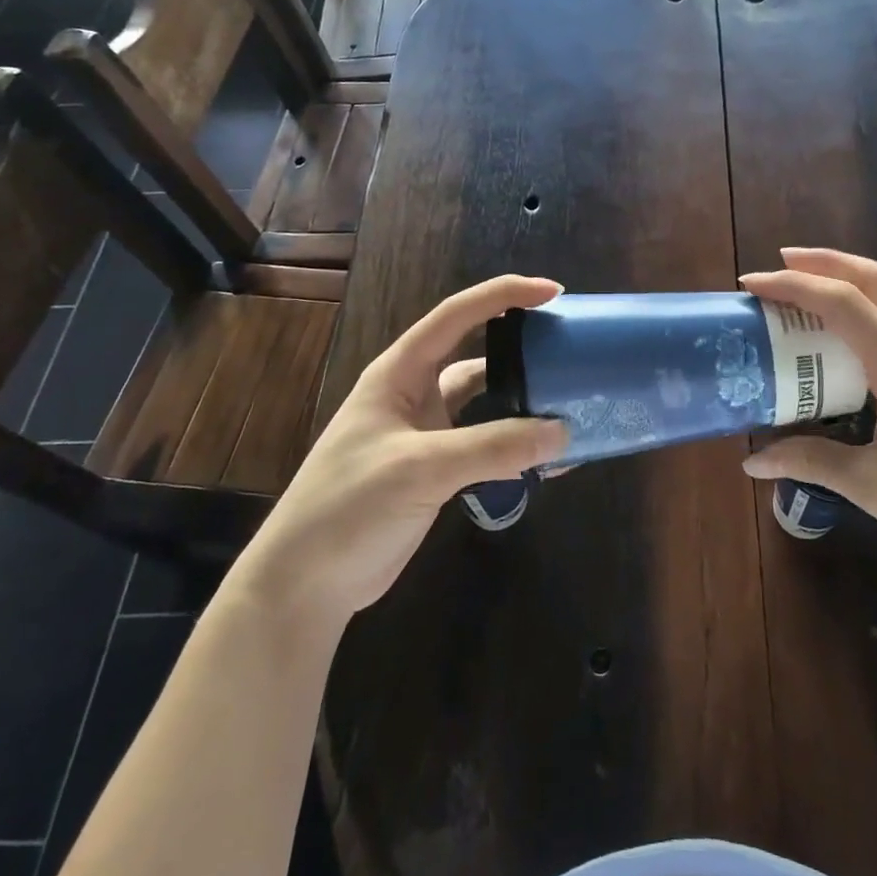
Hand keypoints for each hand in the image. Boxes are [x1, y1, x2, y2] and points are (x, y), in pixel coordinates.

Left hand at [235, 275, 568, 624]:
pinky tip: (550, 454)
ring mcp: (427, 433)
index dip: (504, 295)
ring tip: (571, 398)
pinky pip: (488, 445)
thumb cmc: (348, 506)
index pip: (456, 315)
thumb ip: (493, 447)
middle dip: (521, 345)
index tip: (554, 291)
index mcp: (400, 372)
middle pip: (476, 354)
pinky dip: (518, 445)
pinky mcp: (438, 471)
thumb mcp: (421, 468)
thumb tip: (564, 432)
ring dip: (524, 400)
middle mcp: (415, 394)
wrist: (304, 583)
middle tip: (570, 345)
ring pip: (486, 402)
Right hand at [740, 248, 876, 580]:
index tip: (750, 285)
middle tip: (781, 260)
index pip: (843, 303)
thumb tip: (753, 460)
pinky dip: (861, 311)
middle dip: (827, 260)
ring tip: (804, 288)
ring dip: (847, 279)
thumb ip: (812, 462)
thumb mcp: (874, 486)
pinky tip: (838, 341)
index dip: (794, 285)